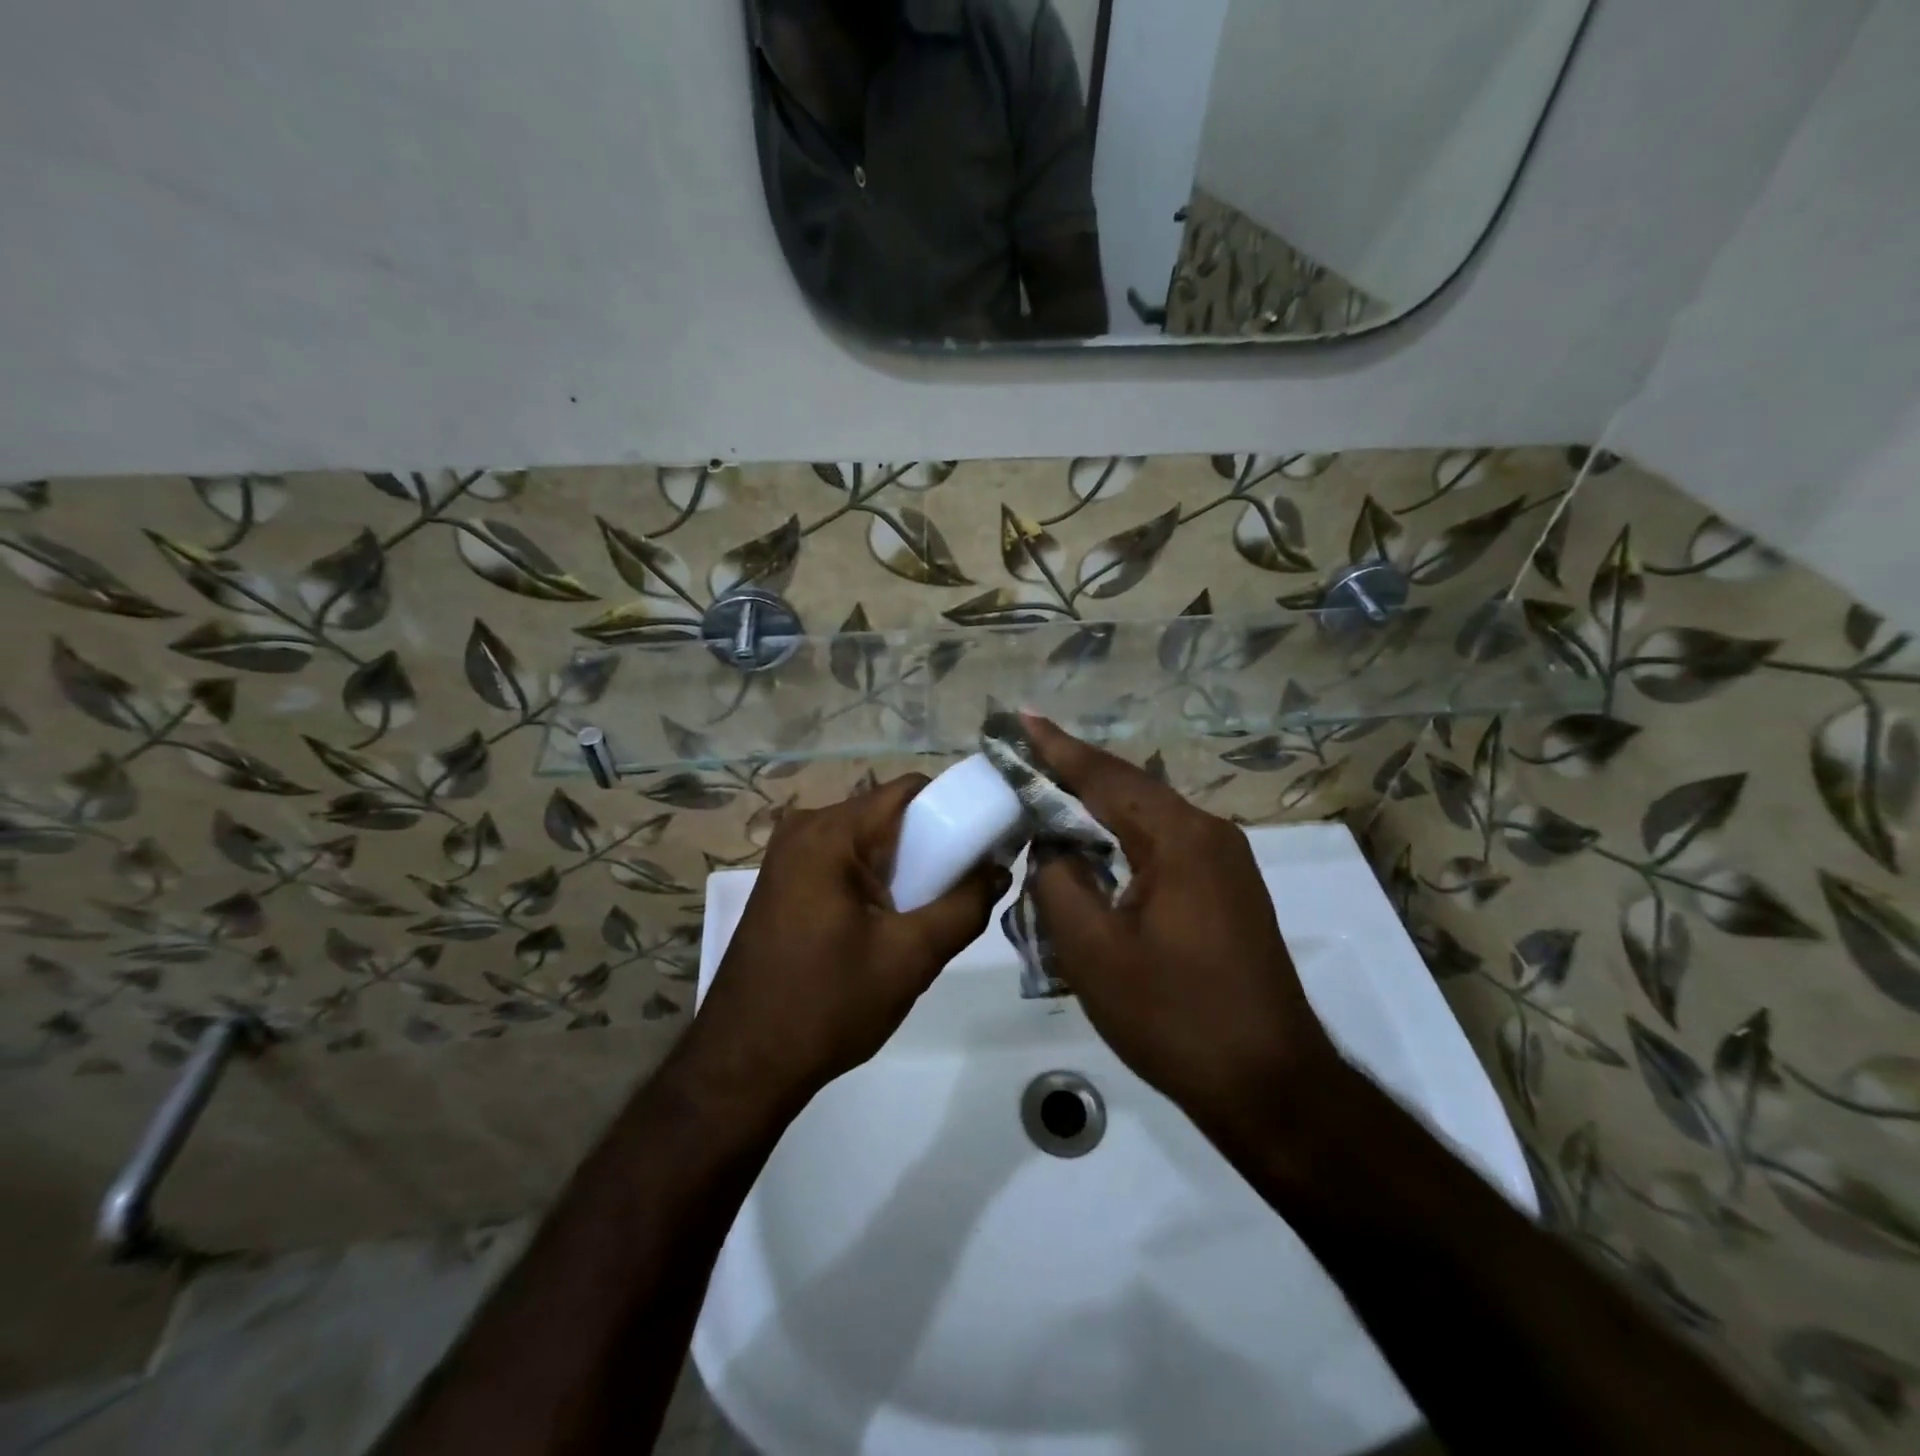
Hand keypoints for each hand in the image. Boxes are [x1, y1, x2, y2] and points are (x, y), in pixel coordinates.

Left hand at [688, 776, 1006, 1114]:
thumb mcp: (911, 957)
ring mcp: (787, 855)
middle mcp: (804, 828)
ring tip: (924, 915)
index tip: (984, 843)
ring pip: (868, 840)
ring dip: (903, 867)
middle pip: (888, 813)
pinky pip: (844, 860)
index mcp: (831, 833)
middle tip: (958, 890)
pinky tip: (885, 925)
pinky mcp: (783, 882)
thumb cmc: (828, 1005)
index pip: (910, 790)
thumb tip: (997, 869)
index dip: (954, 809)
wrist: (743, 1064)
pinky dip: (874, 880)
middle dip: (930, 844)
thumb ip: (964, 906)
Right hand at [1022, 716, 1337, 1135]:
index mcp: (1178, 838)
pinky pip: (1165, 845)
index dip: (1058, 749)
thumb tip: (1053, 848)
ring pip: (1148, 818)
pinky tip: (1095, 850)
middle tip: (1025, 757)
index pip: (1105, 777)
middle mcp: (1209, 834)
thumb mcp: (1093, 951)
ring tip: (1049, 796)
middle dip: (1075, 773)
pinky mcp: (1228, 890)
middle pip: (1130, 789)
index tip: (1021, 720)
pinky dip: (1123, 839)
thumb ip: (1060, 883)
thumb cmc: (1174, 1016)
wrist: (1268, 1083)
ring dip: (1098, 808)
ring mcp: (1226, 862)